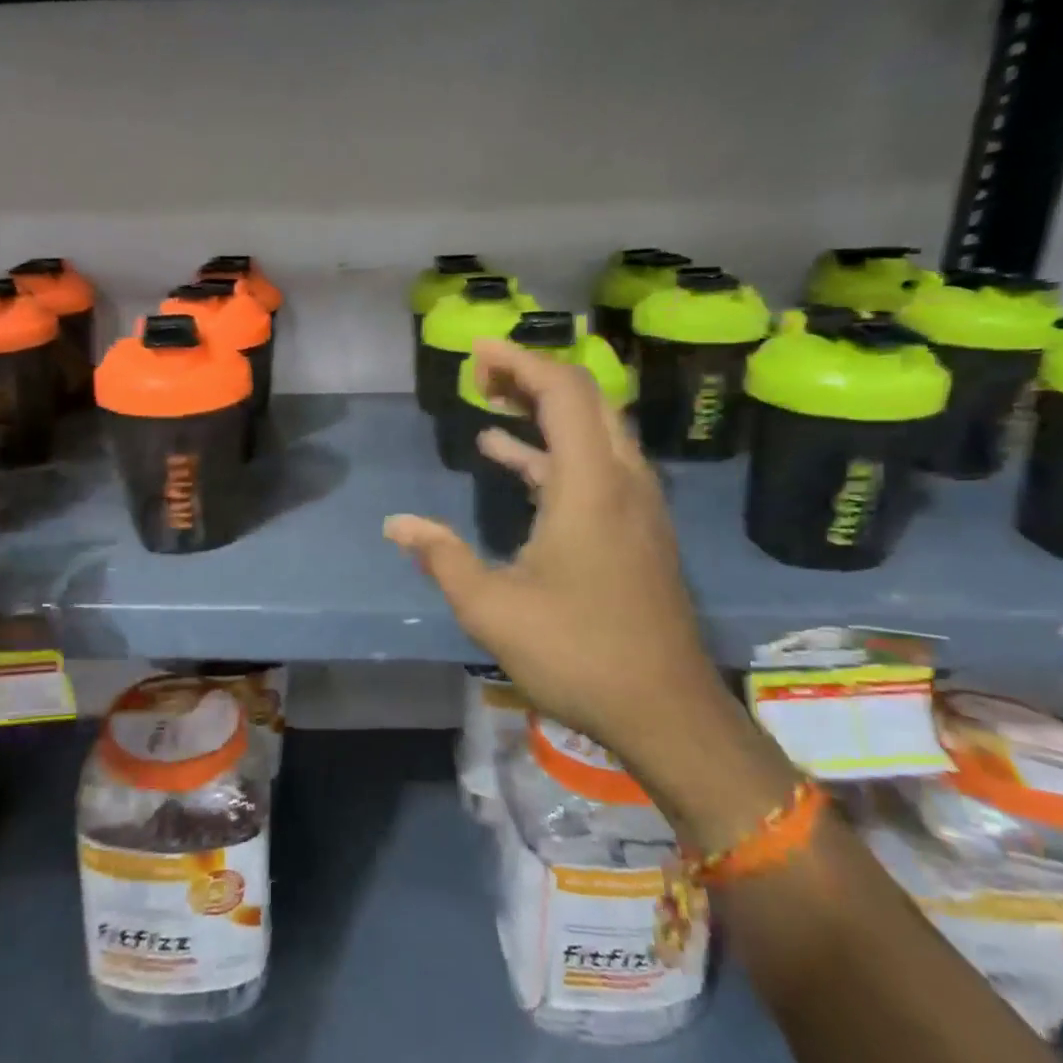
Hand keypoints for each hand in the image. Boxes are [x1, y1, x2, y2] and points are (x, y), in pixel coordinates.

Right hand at [384, 339, 722, 773]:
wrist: (665, 711)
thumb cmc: (577, 652)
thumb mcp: (491, 608)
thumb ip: (441, 556)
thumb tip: (397, 525)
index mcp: (591, 485)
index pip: (562, 391)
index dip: (519, 362)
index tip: (477, 352)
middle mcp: (622, 480)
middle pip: (585, 400)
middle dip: (531, 377)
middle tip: (481, 375)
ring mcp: (637, 505)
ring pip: (595, 432)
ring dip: (545, 412)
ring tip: (491, 405)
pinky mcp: (638, 530)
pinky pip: (597, 467)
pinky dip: (555, 454)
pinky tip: (514, 463)